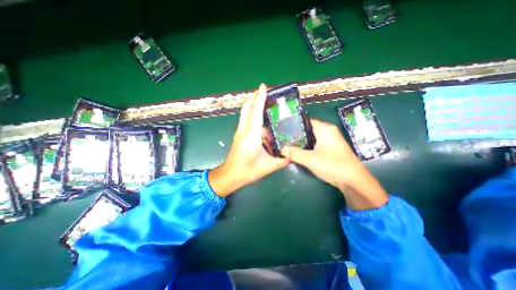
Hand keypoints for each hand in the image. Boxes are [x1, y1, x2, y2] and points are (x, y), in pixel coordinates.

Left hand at [209, 84, 289, 197]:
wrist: (230, 175)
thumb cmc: (247, 171)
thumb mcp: (268, 167)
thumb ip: (283, 160)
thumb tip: (293, 154)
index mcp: (251, 136)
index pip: (256, 112)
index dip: (259, 98)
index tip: (263, 86)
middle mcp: (244, 130)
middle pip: (247, 108)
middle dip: (254, 97)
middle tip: (265, 92)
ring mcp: (240, 132)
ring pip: (245, 113)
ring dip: (253, 105)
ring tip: (265, 102)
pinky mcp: (239, 135)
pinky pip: (246, 120)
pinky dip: (253, 115)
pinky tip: (262, 120)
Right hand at [282, 119, 386, 209]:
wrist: (354, 181)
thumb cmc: (333, 166)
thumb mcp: (310, 159)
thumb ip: (294, 153)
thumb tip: (281, 150)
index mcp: (325, 129)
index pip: (305, 122)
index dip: (293, 125)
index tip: (282, 130)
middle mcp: (328, 131)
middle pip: (307, 130)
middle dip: (295, 135)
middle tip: (282, 139)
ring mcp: (330, 140)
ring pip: (311, 138)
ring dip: (300, 142)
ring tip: (287, 145)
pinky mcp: (330, 148)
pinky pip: (315, 144)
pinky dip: (306, 147)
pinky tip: (298, 152)